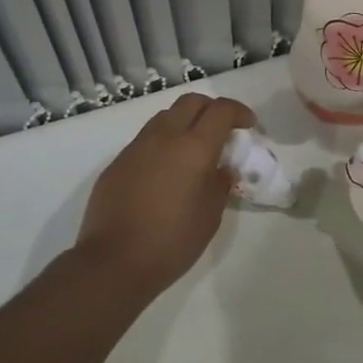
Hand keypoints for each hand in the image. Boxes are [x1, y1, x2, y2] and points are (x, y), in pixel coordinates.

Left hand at [75, 92, 255, 291]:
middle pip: (191, 101)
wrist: (114, 261)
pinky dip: (163, 143)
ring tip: (193, 149)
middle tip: (222, 129)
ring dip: (185, 122)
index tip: (248, 125)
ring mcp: (137, 147)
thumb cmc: (172, 241)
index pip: (221, 110)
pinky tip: (165, 171)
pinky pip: (146, 139)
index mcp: (194, 148)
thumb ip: (220, 184)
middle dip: (211, 108)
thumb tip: (221, 168)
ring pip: (165, 116)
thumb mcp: (210, 215)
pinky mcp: (118, 162)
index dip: (239, 112)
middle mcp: (165, 137)